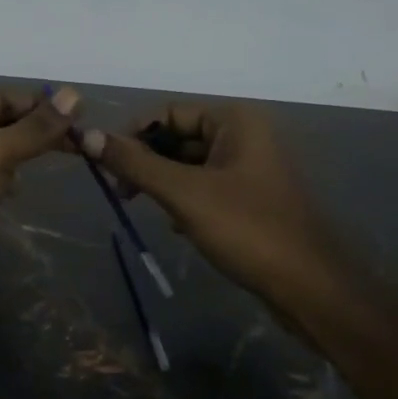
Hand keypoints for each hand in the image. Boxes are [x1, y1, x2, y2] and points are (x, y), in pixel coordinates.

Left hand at [0, 87, 79, 329]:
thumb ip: (33, 129)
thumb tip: (73, 94)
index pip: (1, 98)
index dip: (40, 105)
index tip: (80, 118)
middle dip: (34, 131)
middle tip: (78, 145)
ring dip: (19, 155)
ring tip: (53, 163)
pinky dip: (3, 181)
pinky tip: (17, 192)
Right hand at [81, 103, 341, 309]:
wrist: (309, 286)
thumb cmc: (247, 229)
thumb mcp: (184, 193)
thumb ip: (136, 164)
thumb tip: (88, 136)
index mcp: (235, 121)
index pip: (169, 112)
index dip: (134, 134)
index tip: (107, 165)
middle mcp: (245, 135)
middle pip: (179, 137)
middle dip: (148, 161)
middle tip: (122, 192)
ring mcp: (251, 168)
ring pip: (191, 165)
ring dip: (164, 183)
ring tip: (146, 209)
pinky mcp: (252, 199)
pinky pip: (206, 188)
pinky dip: (185, 201)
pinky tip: (178, 227)